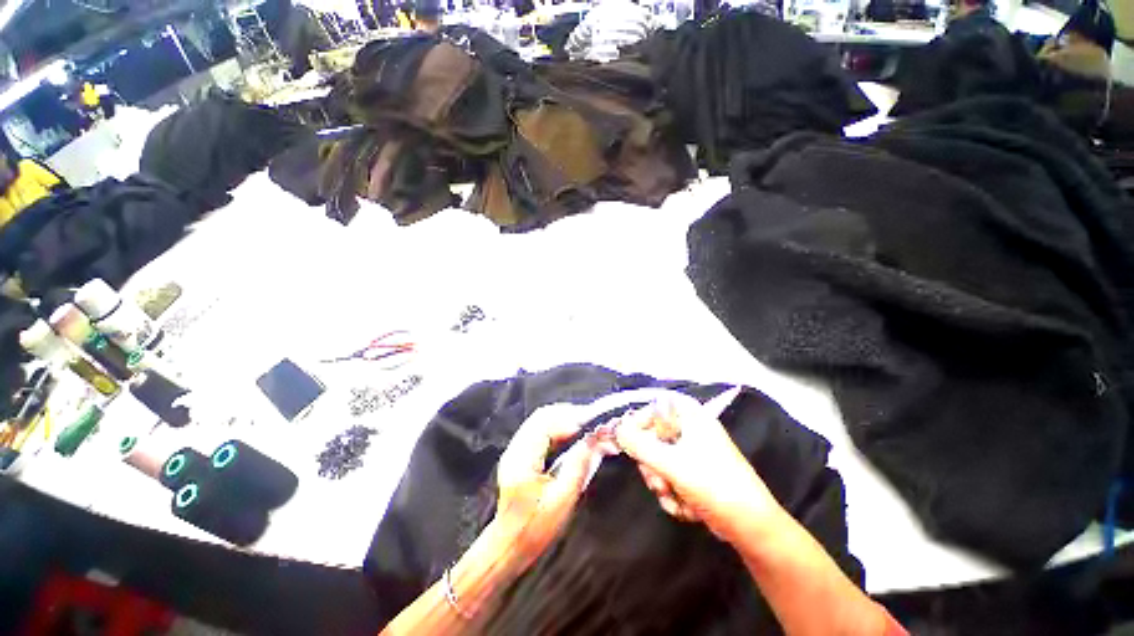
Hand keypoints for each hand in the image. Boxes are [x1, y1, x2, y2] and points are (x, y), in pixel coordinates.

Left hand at [493, 404, 601, 568]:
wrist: (508, 544)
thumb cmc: (535, 528)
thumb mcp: (562, 501)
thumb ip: (578, 466)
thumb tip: (592, 439)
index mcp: (522, 459)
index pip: (545, 424)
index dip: (569, 419)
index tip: (591, 422)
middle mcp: (515, 449)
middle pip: (541, 416)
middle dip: (567, 413)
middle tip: (590, 420)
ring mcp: (514, 449)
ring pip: (539, 421)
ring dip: (561, 418)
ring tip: (583, 424)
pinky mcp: (518, 453)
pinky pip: (538, 429)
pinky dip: (555, 427)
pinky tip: (569, 433)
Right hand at [615, 396, 782, 544]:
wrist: (750, 526)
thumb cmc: (713, 485)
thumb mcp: (670, 463)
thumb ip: (639, 445)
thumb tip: (617, 429)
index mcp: (691, 417)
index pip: (656, 405)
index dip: (640, 419)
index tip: (628, 439)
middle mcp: (692, 430)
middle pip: (654, 435)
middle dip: (651, 463)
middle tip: (657, 479)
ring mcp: (694, 453)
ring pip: (660, 459)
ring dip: (661, 482)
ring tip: (673, 496)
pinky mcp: (695, 474)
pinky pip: (670, 476)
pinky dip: (672, 493)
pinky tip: (685, 507)